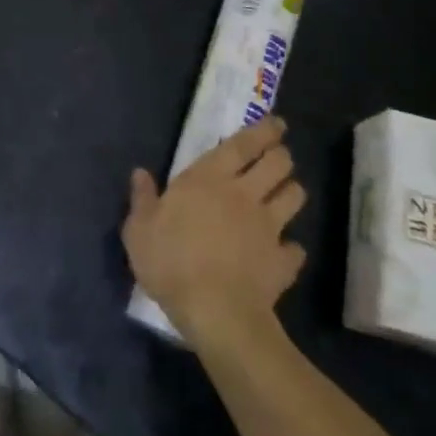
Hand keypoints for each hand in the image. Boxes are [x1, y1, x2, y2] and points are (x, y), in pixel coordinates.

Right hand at [122, 117, 307, 349]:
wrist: (215, 312)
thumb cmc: (170, 261)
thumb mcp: (139, 229)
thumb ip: (142, 198)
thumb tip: (140, 173)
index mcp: (208, 179)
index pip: (242, 145)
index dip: (263, 131)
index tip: (277, 123)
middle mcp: (244, 194)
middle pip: (277, 163)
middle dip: (281, 155)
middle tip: (278, 156)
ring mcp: (268, 228)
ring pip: (294, 197)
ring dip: (291, 191)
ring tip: (285, 194)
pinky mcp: (283, 261)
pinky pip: (296, 248)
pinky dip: (291, 248)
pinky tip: (284, 252)